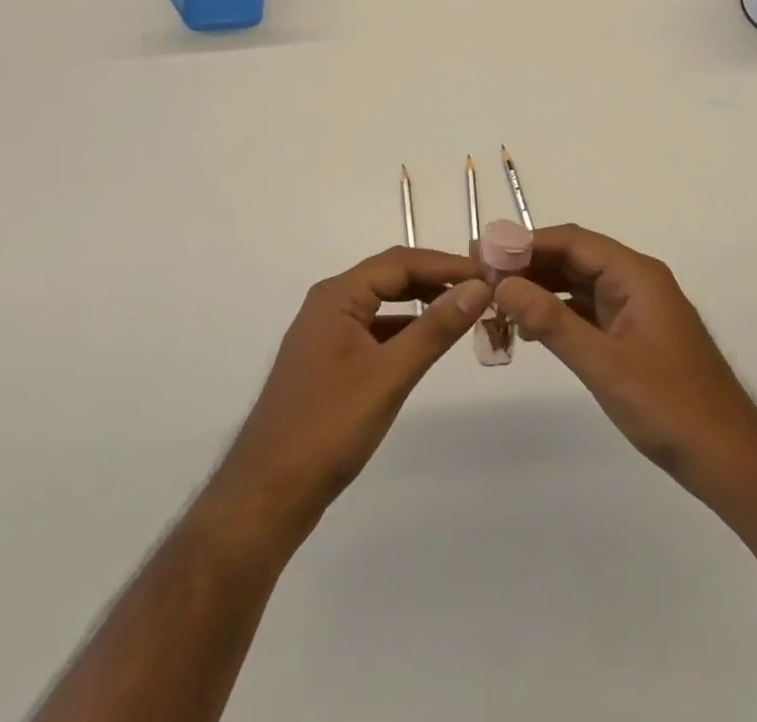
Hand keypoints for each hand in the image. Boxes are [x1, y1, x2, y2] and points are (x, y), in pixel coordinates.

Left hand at [205, 246, 490, 542]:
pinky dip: (404, 329)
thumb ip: (435, 328)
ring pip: (383, 303)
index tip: (489, 273)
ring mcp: (327, 333)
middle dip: (436, 279)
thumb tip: (479, 288)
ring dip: (421, 303)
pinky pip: (374, 329)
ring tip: (464, 312)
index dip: (446, 264)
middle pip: (391, 277)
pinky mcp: (329, 361)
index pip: (401, 262)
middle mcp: (329, 304)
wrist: (267, 494)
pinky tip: (427, 344)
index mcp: (337, 296)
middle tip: (482, 290)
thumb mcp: (389, 375)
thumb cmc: (328, 428)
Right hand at [494, 225, 756, 500]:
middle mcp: (636, 281)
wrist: (730, 461)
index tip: (483, 253)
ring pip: (578, 284)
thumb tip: (503, 284)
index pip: (572, 241)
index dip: (526, 243)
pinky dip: (557, 314)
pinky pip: (588, 310)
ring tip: (495, 302)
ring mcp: (636, 309)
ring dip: (540, 290)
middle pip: (574, 258)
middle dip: (528, 265)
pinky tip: (528, 329)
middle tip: (481, 277)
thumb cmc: (670, 408)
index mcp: (636, 275)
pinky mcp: (634, 335)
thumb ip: (552, 322)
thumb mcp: (604, 365)